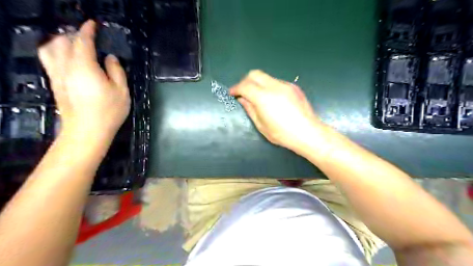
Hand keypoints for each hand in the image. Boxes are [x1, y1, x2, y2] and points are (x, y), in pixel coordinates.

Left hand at [38, 19, 129, 141]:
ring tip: (74, 45)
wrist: (87, 130)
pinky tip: (66, 58)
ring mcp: (57, 75)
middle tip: (89, 37)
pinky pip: (49, 60)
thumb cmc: (109, 111)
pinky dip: (55, 52)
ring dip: (61, 42)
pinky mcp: (55, 83)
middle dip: (75, 35)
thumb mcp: (122, 91)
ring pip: (50, 49)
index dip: (88, 30)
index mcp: (85, 67)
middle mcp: (66, 67)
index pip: (82, 41)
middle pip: (63, 42)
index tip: (93, 25)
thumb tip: (110, 58)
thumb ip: (116, 71)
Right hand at [229, 69, 325, 151]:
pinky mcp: (293, 87)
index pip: (245, 85)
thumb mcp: (261, 125)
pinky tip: (272, 100)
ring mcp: (285, 85)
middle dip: (245, 81)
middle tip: (243, 92)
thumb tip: (242, 99)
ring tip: (258, 97)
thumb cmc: (282, 134)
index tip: (232, 93)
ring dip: (258, 84)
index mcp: (264, 97)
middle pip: (255, 74)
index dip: (236, 88)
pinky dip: (269, 87)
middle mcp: (274, 86)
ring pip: (266, 77)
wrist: (308, 133)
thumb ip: (250, 109)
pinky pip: (276, 82)